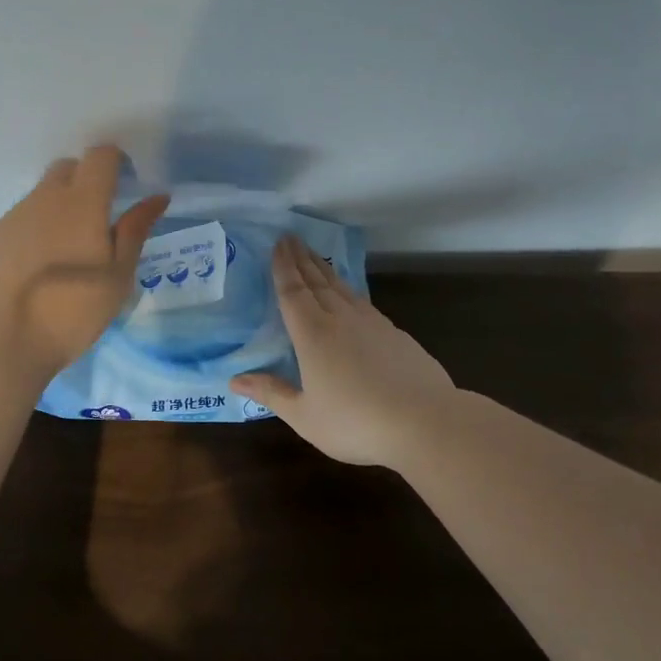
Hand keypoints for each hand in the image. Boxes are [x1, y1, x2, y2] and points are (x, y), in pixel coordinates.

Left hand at [0, 145, 169, 379]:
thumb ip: (135, 231)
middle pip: (66, 169)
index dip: (115, 162)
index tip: (126, 186)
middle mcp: (43, 199)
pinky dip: (31, 234)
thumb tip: (156, 197)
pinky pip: (17, 224)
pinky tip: (33, 273)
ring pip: (39, 198)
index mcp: (82, 202)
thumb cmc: (71, 312)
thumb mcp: (117, 277)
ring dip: (57, 210)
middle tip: (98, 221)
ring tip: (65, 255)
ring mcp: (10, 219)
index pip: (100, 156)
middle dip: (85, 181)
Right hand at [230, 235, 457, 470]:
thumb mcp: (305, 416)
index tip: (278, 244)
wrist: (425, 422)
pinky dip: (348, 290)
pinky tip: (350, 295)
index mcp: (313, 335)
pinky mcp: (395, 334)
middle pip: (317, 281)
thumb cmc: (355, 422)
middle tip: (291, 238)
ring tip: (314, 256)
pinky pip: (363, 302)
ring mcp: (372, 323)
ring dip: (325, 269)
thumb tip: (234, 379)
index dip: (283, 267)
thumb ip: (271, 393)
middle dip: (302, 259)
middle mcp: (340, 319)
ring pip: (342, 287)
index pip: (292, 292)